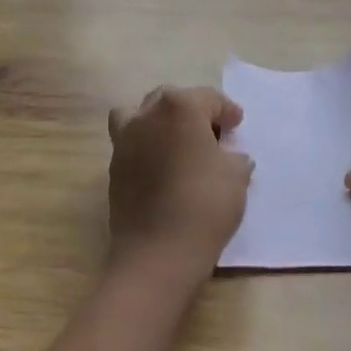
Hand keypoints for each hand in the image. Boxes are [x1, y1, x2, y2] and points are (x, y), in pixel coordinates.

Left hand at [107, 85, 253, 287]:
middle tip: (212, 132)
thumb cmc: (204, 205)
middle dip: (193, 111)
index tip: (237, 124)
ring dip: (160, 122)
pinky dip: (148, 146)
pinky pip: (132, 143)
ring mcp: (125, 140)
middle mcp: (147, 115)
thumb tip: (230, 156)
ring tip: (178, 143)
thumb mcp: (236, 177)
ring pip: (142, 115)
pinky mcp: (114, 166)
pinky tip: (164, 167)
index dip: (227, 111)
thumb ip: (234, 158)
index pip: (209, 99)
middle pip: (172, 100)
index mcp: (180, 107)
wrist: (157, 252)